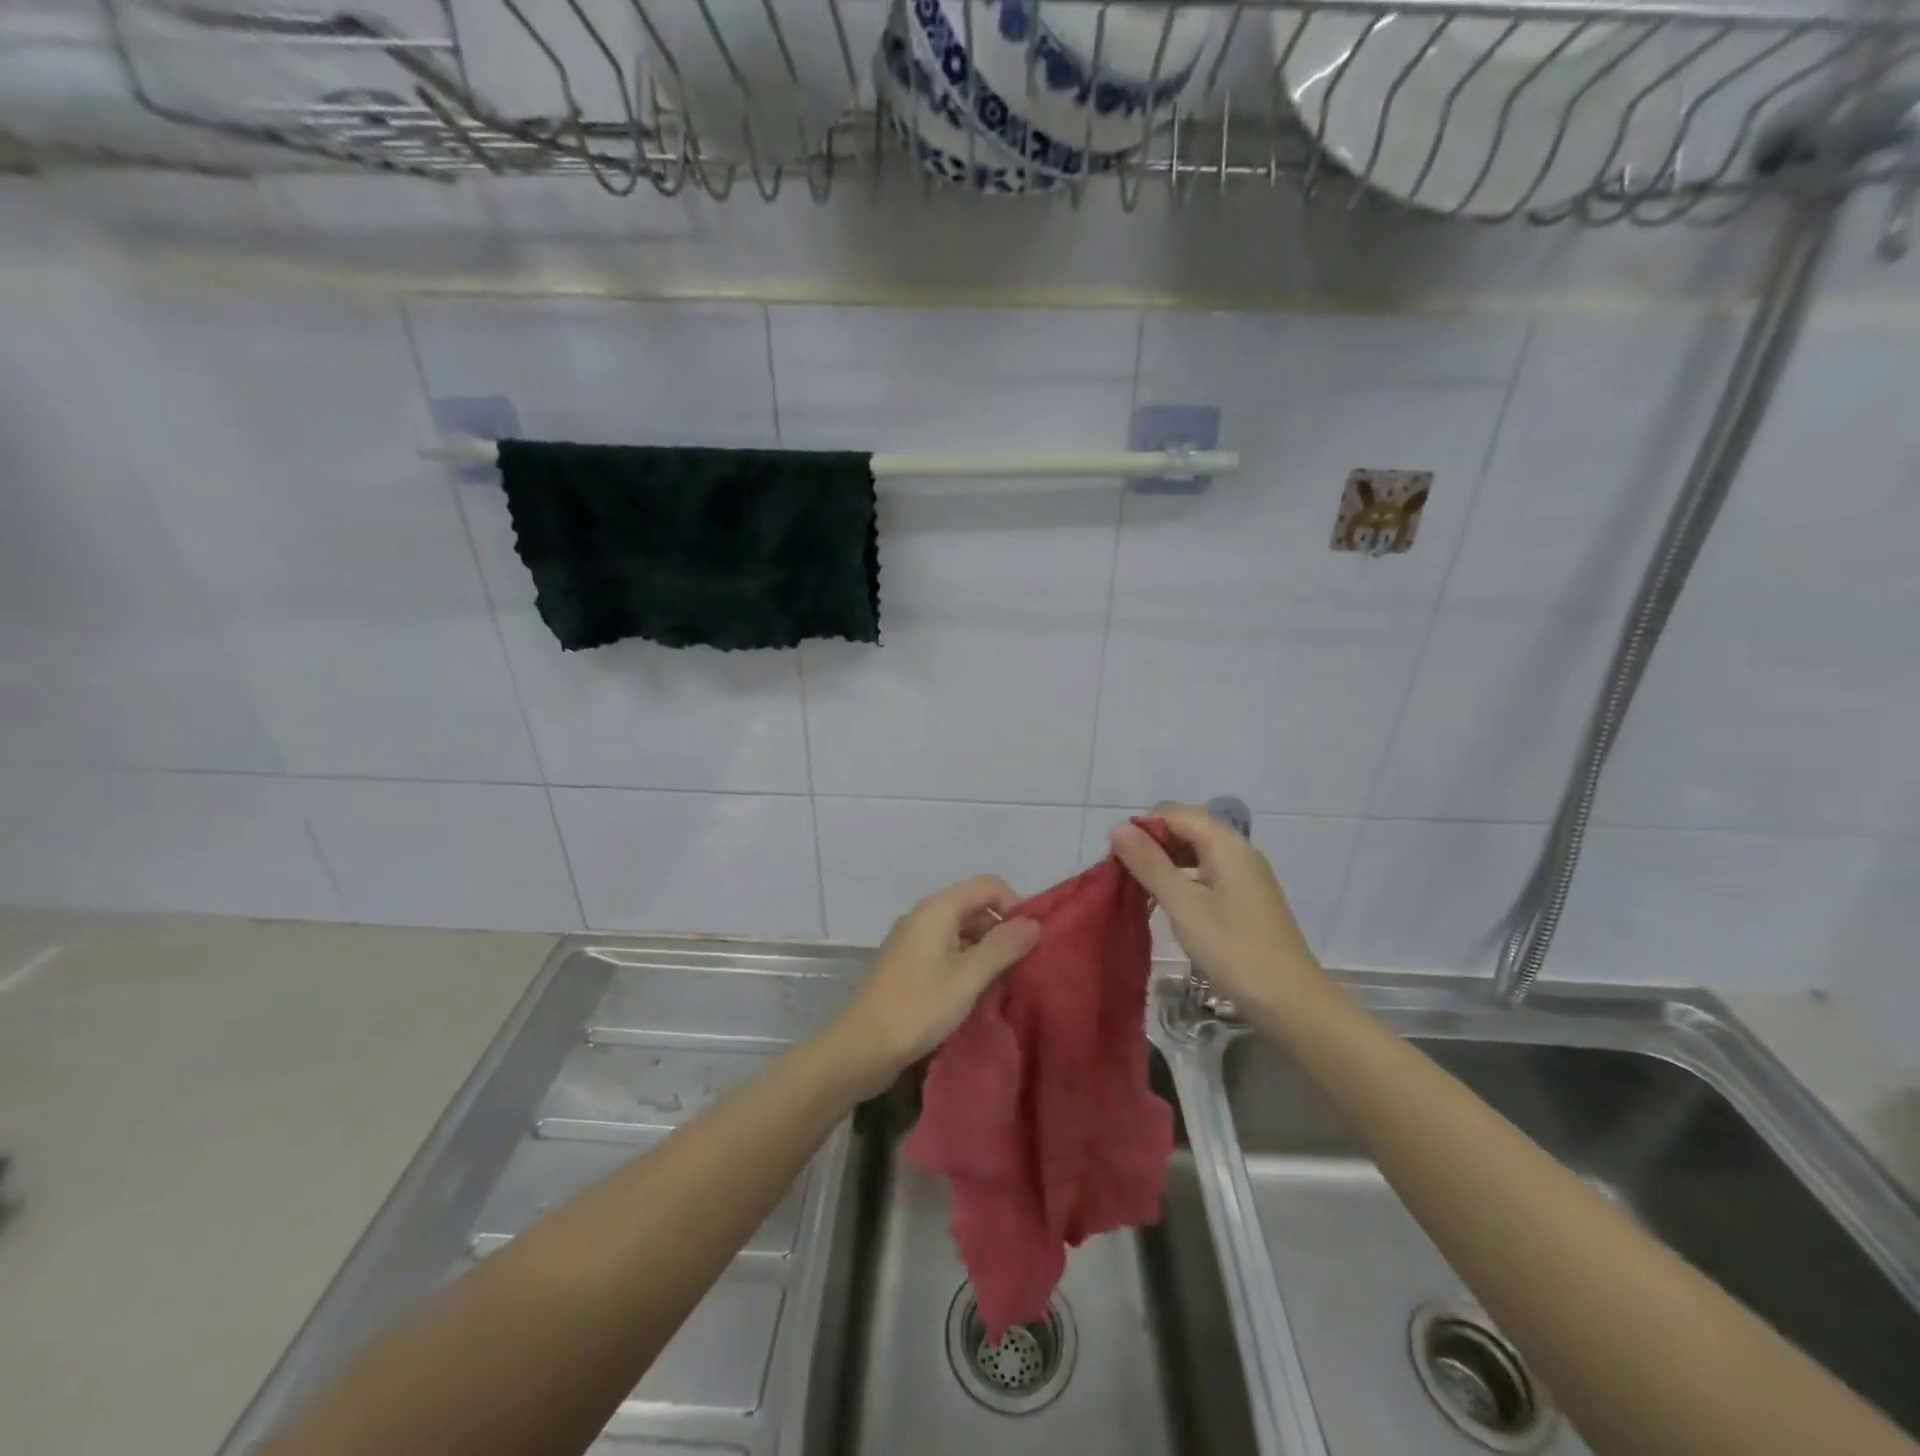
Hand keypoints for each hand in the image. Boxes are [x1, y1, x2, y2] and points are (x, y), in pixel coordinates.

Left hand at [824, 875, 1040, 1096]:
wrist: (861, 1048)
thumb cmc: (917, 1007)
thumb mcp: (968, 977)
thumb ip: (1003, 946)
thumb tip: (1034, 923)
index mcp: (938, 908)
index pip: (989, 885)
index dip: (1015, 906)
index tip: (1029, 942)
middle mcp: (925, 915)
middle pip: (975, 905)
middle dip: (1002, 929)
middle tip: (1023, 966)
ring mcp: (914, 940)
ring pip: (963, 930)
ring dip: (987, 949)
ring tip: (1005, 982)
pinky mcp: (910, 964)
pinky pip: (948, 950)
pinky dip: (968, 963)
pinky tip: (978, 992)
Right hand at [1109, 804, 1326, 1015]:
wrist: (1291, 1001)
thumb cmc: (1234, 950)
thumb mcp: (1183, 905)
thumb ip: (1149, 863)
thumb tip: (1117, 827)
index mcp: (1225, 843)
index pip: (1172, 813)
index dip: (1141, 829)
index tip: (1116, 860)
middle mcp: (1237, 849)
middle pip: (1185, 828)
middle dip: (1151, 844)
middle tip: (1125, 876)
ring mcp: (1244, 873)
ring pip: (1194, 850)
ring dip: (1164, 862)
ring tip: (1140, 889)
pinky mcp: (1245, 896)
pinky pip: (1206, 871)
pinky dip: (1182, 878)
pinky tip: (1167, 902)